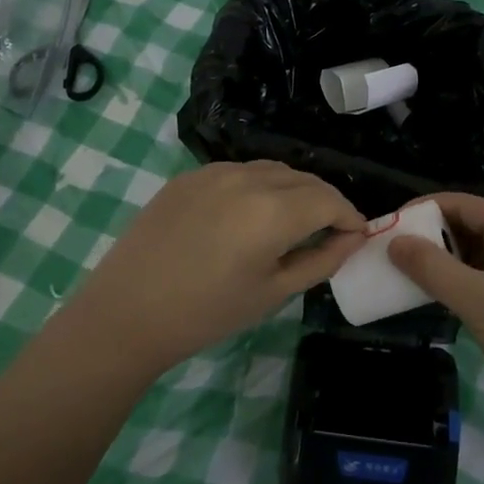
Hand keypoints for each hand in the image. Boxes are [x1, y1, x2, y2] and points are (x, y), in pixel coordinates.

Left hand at [63, 162, 366, 373]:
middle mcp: (248, 179)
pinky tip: (250, 214)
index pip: (329, 200)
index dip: (350, 216)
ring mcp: (215, 172)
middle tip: (331, 231)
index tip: (356, 235)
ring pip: (273, 170)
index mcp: (272, 211)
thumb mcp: (273, 293)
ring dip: (294, 190)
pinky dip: (259, 186)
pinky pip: (240, 172)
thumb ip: (321, 260)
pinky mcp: (189, 175)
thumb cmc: (207, 313)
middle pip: (305, 179)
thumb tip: (352, 238)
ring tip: (294, 221)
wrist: (127, 312)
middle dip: (326, 202)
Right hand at [389, 192, 483, 422]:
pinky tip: (436, 298)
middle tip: (390, 254)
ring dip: (442, 262)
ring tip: (405, 275)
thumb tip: (394, 241)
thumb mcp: (479, 301)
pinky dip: (459, 283)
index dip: (421, 210)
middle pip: (466, 226)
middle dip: (428, 237)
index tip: (387, 228)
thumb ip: (433, 269)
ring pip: (474, 254)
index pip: (460, 203)